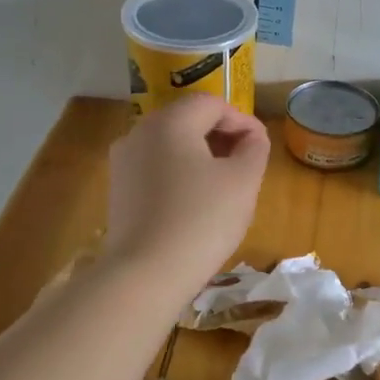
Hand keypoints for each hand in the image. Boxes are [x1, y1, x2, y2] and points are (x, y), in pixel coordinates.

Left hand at [104, 96, 269, 300]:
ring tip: (223, 186)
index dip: (242, 120)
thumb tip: (251, 137)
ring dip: (200, 156)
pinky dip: (179, 175)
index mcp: (169, 122)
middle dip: (221, 136)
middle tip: (246, 165)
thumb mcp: (243, 181)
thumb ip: (254, 148)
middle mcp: (139, 133)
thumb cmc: (201, 221)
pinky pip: (155, 169)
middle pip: (187, 120)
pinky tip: (195, 204)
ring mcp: (123, 163)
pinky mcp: (118, 191)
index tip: (261, 148)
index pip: (212, 104)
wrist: (145, 275)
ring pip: (170, 145)